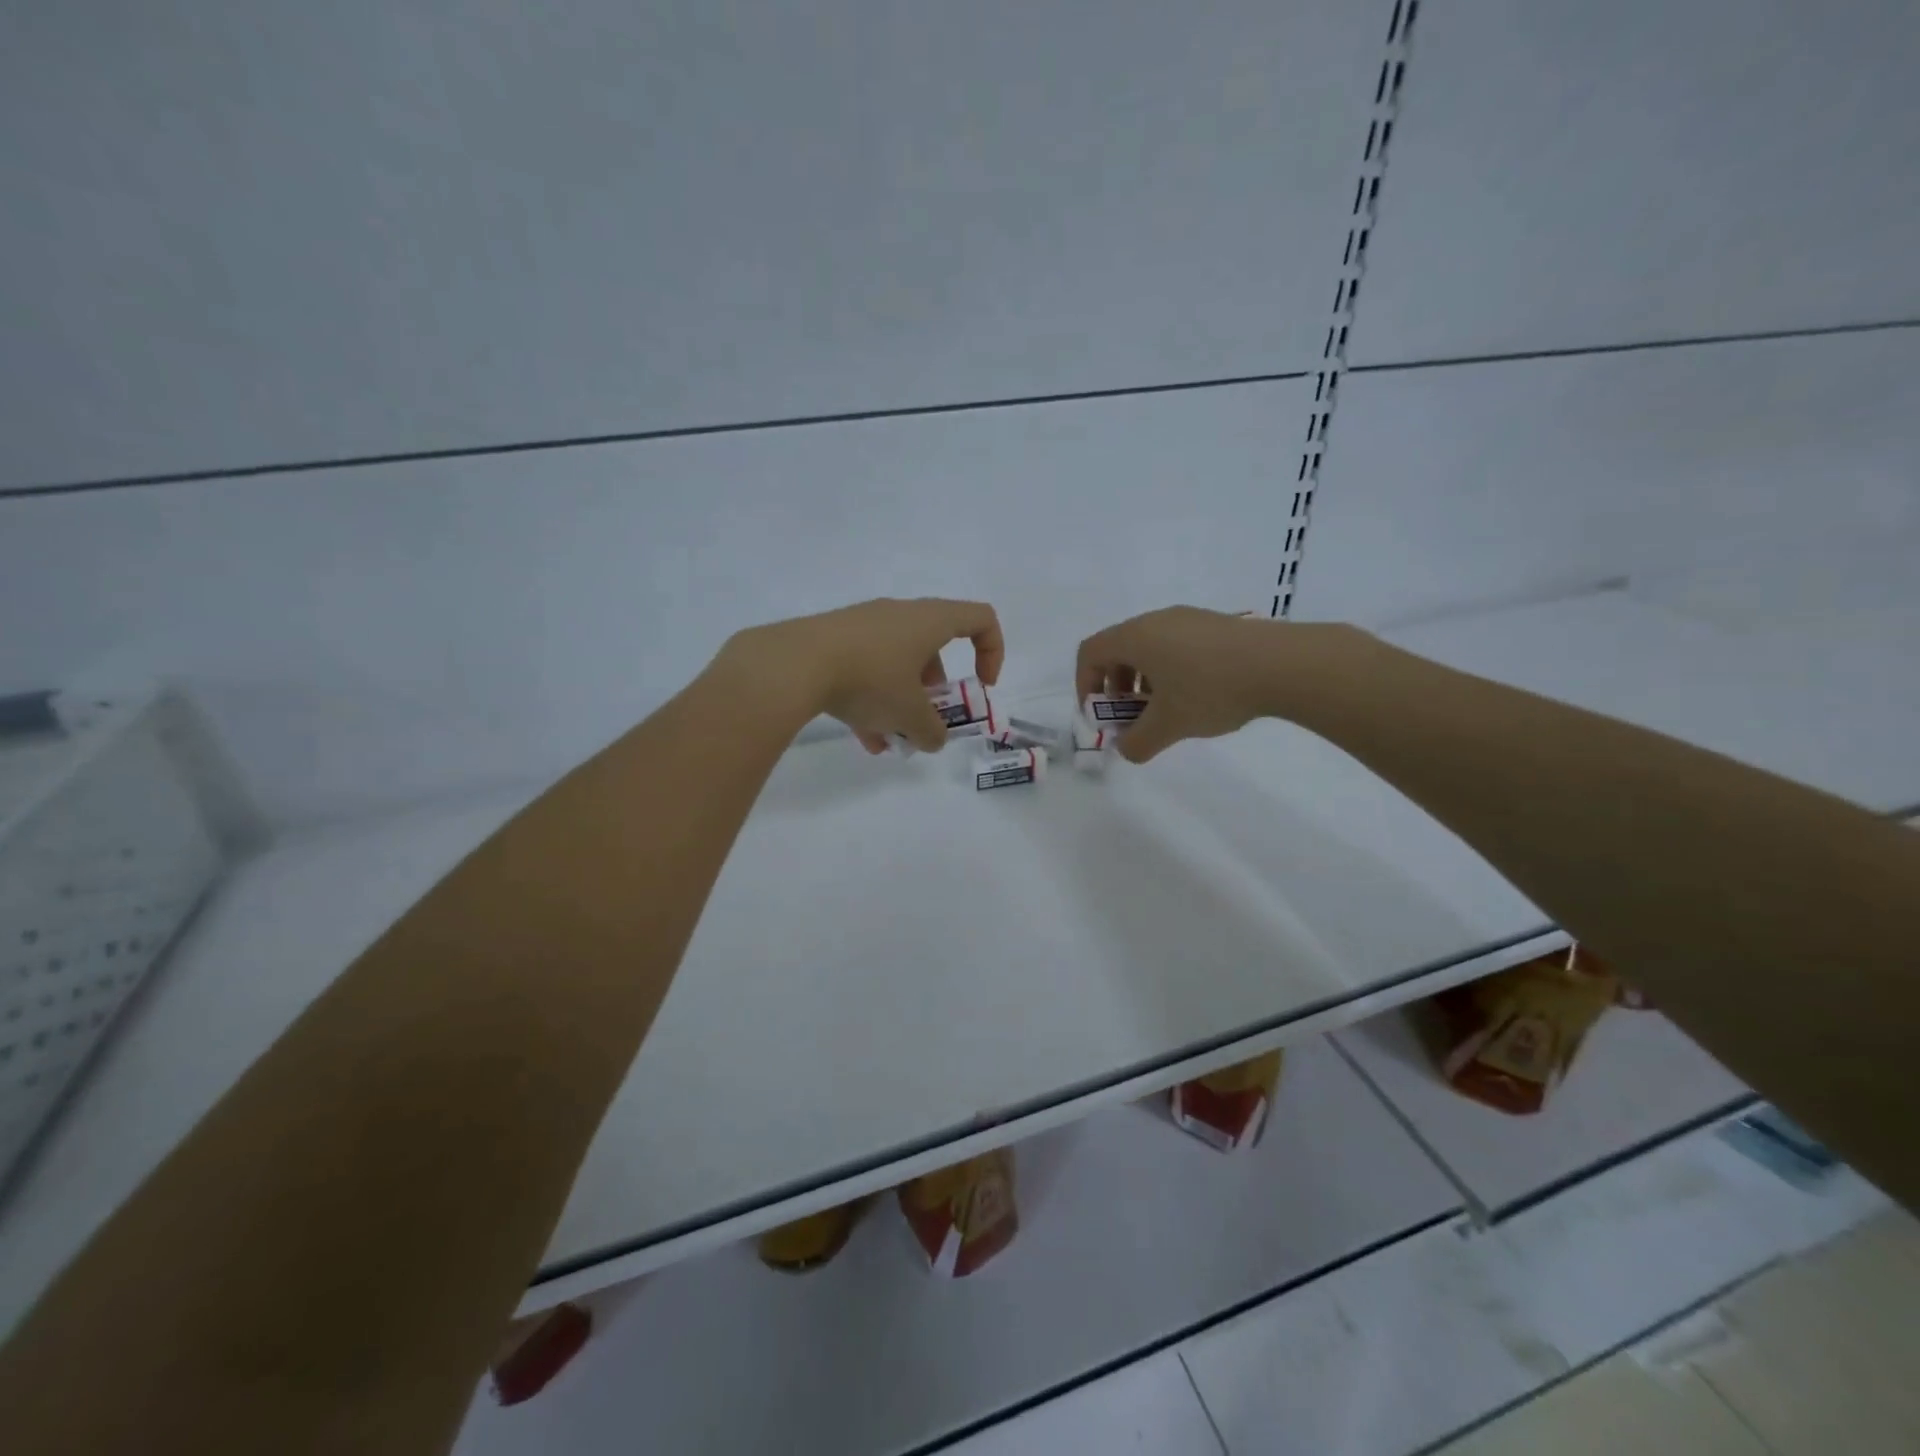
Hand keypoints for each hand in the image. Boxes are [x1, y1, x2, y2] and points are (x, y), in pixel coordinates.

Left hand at [724, 598, 1004, 752]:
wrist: (792, 664)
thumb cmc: (869, 679)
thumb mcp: (909, 714)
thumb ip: (932, 731)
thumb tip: (934, 739)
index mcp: (928, 621)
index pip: (980, 619)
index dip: (992, 652)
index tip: (981, 687)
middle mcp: (898, 614)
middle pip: (932, 647)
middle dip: (934, 690)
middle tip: (926, 720)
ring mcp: (862, 625)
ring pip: (895, 663)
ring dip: (900, 702)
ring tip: (890, 741)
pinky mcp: (832, 639)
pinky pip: (864, 668)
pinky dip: (871, 700)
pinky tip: (863, 738)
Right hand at [1076, 606, 1299, 762]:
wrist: (1283, 664)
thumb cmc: (1211, 690)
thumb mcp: (1168, 725)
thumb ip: (1137, 743)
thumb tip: (1126, 750)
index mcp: (1135, 638)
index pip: (1089, 653)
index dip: (1084, 684)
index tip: (1098, 714)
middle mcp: (1156, 620)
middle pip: (1118, 649)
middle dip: (1115, 687)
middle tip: (1129, 717)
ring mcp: (1187, 618)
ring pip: (1148, 647)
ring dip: (1142, 680)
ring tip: (1163, 710)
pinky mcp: (1214, 624)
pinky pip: (1175, 644)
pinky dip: (1168, 670)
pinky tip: (1195, 696)